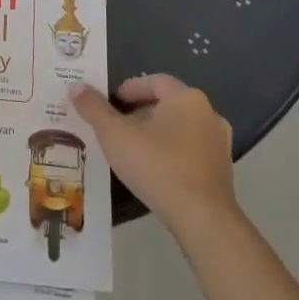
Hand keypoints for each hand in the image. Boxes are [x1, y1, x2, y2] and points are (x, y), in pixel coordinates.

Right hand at [71, 75, 236, 234]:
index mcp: (186, 98)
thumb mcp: (115, 135)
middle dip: (141, 111)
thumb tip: (76, 86)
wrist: (202, 218)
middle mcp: (208, 113)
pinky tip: (155, 168)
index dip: (130, 88)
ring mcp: (219, 142)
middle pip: (168, 103)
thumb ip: (94, 108)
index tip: (112, 102)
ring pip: (181, 126)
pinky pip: (191, 149)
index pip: (154, 81)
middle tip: (117, 126)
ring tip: (133, 148)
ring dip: (157, 132)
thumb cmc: (157, 166)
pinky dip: (172, 151)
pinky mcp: (222, 169)